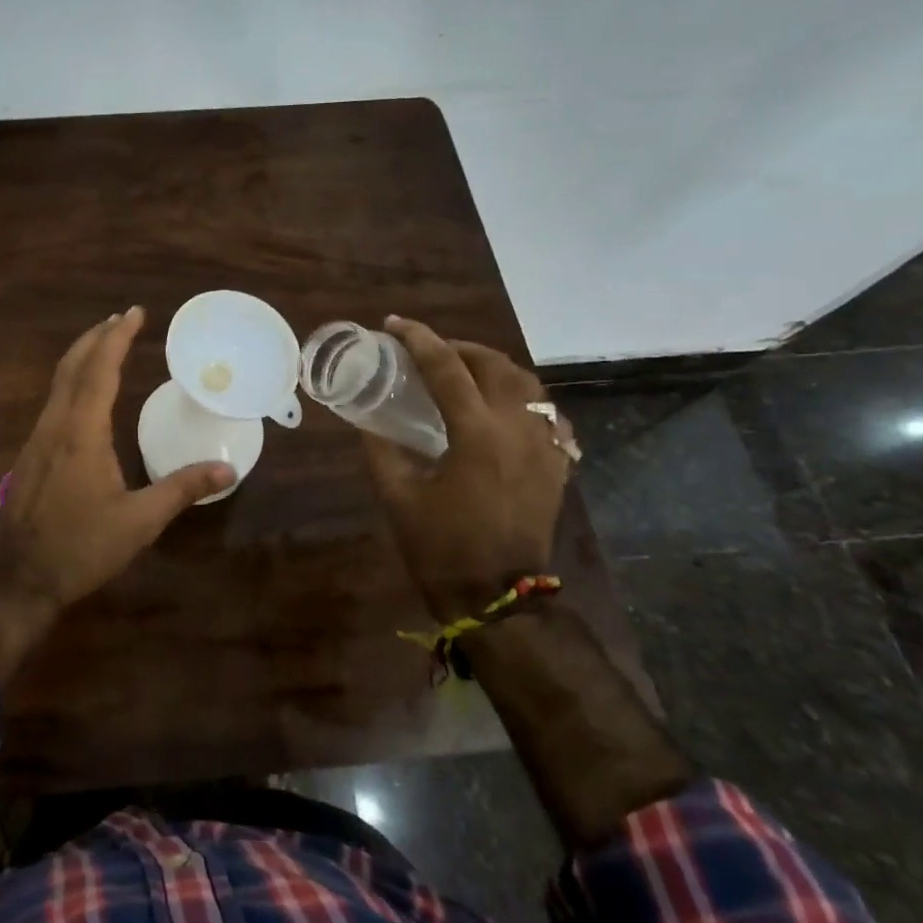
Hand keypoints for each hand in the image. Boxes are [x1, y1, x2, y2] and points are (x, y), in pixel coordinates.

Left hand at [0, 307, 234, 678]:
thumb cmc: (82, 548)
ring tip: (105, 346)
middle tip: (121, 319)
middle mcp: (55, 426)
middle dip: (96, 338)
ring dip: (81, 358)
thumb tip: (228, 469)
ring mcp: (36, 440)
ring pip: (57, 384)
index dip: (117, 338)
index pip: (100, 371)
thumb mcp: (139, 521)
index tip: (134, 313)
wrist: (20, 578)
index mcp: (82, 433)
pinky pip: (52, 402)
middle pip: (72, 367)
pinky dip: (71, 382)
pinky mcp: (29, 456)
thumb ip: (182, 489)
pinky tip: (83, 395)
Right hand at [362, 316, 574, 623]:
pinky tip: (505, 408)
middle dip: (459, 348)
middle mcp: (518, 429)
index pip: (446, 368)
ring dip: (493, 368)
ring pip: (527, 384)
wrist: (496, 597)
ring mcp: (545, 447)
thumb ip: (380, 449)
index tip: (394, 325)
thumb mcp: (397, 495)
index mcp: (477, 434)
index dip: (418, 339)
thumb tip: (366, 419)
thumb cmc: (440, 547)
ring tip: (465, 371)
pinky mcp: (556, 466)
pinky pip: (548, 415)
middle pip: (495, 365)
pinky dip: (524, 399)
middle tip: (429, 351)